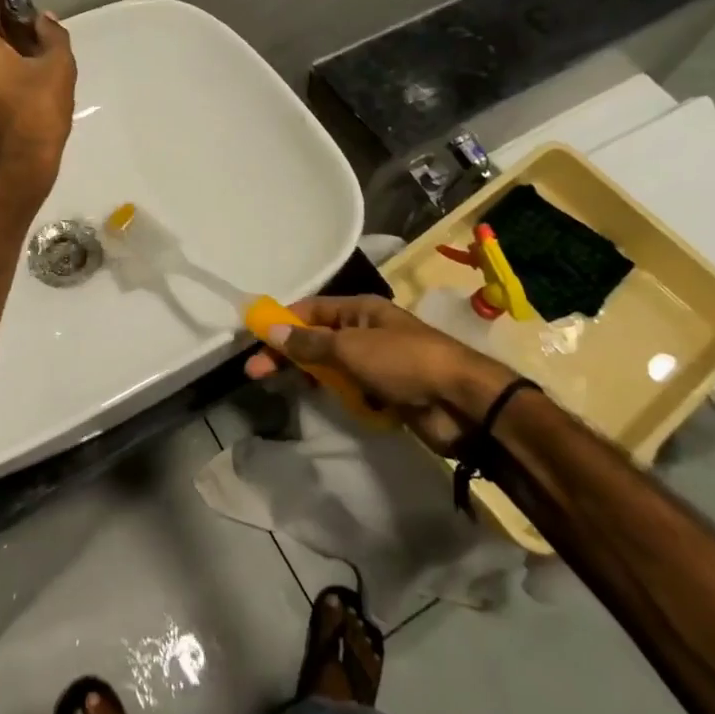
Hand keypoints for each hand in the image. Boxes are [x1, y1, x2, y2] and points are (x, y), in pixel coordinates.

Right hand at [243, 295, 514, 451]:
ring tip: (284, 388)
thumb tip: (270, 328)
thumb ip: (309, 342)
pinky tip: (325, 403)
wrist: (461, 402)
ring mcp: (377, 364)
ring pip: (332, 368)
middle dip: (288, 355)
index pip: (310, 310)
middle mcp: (366, 332)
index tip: (253, 339)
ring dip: (312, 376)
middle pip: (317, 340)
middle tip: (255, 374)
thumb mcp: (350, 347)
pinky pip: (351, 391)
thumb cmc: (403, 362)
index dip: (281, 323)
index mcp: (360, 310)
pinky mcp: (386, 393)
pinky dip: (339, 396)